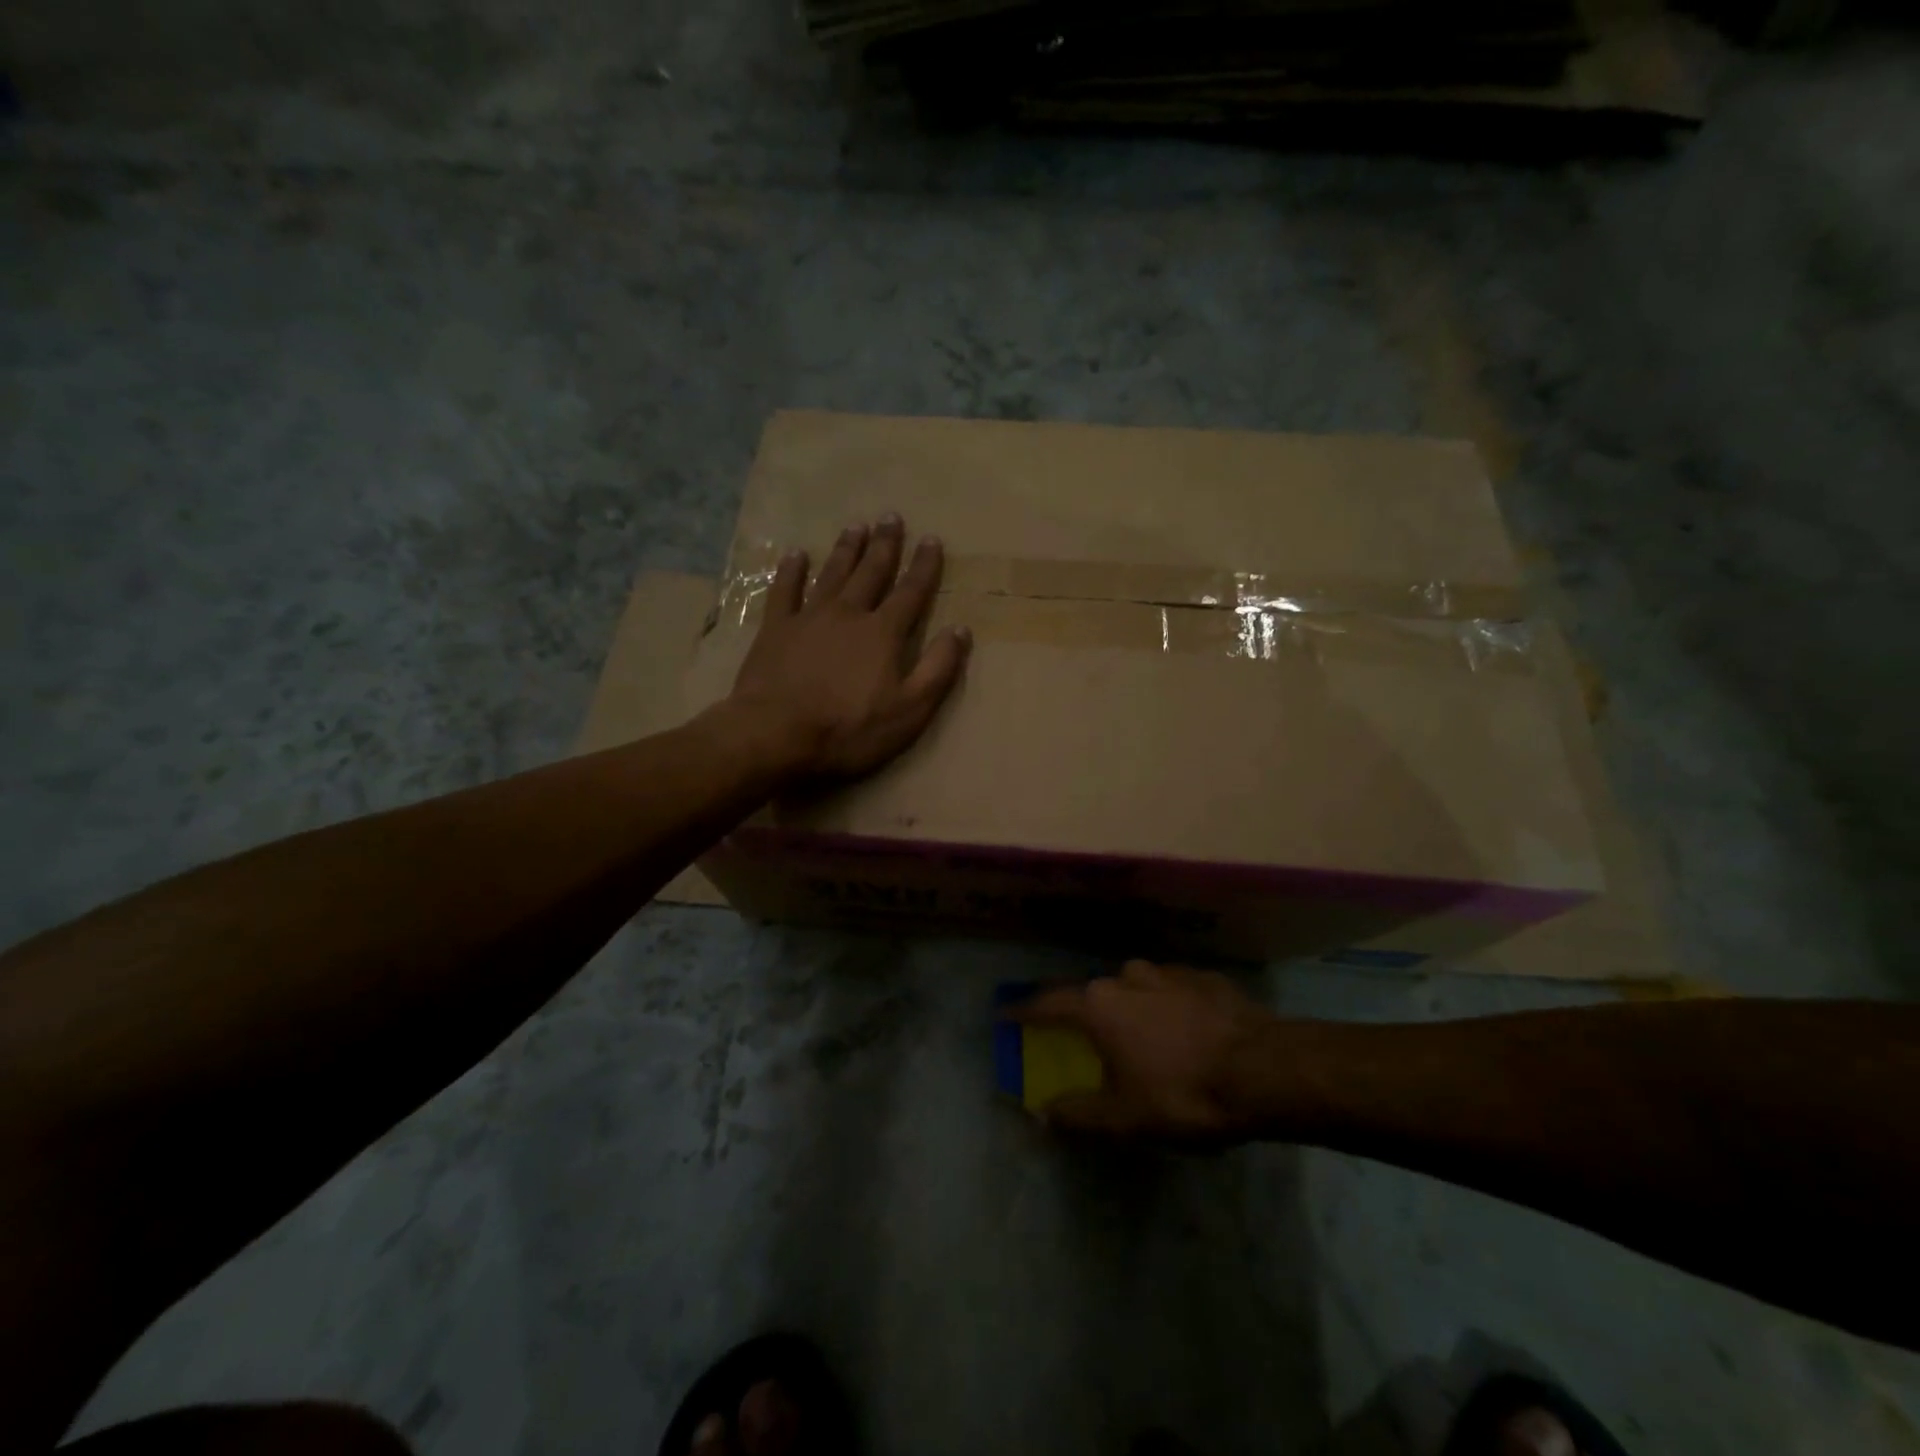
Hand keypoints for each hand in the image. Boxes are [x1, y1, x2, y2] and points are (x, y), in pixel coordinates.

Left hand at [729, 515, 971, 780]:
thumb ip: (937, 669)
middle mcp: (848, 614)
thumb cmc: (849, 729)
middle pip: (871, 572)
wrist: (776, 734)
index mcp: (883, 633)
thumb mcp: (910, 710)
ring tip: (856, 526)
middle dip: (885, 545)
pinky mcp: (775, 630)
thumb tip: (960, 630)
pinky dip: (790, 571)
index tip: (932, 539)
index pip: (911, 592)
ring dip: (846, 549)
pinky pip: (784, 591)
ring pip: (832, 574)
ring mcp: (808, 618)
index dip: (924, 566)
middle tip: (891, 516)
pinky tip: (795, 555)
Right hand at [1011, 960, 1285, 1146]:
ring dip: (1134, 1007)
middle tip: (1092, 1038)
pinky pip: (1175, 990)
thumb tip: (1041, 1114)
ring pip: (1137, 987)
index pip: (1049, 1004)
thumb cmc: (1183, 1093)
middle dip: (1089, 1014)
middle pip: (1096, 994)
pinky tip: (1188, 1030)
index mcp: (1100, 1005)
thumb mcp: (1124, 1117)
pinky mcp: (1206, 977)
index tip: (1007, 1013)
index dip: (1025, 1010)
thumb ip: (1078, 1113)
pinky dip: (1171, 1006)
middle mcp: (1127, 977)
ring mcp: (1169, 972)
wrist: (1265, 1071)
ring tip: (1146, 1036)